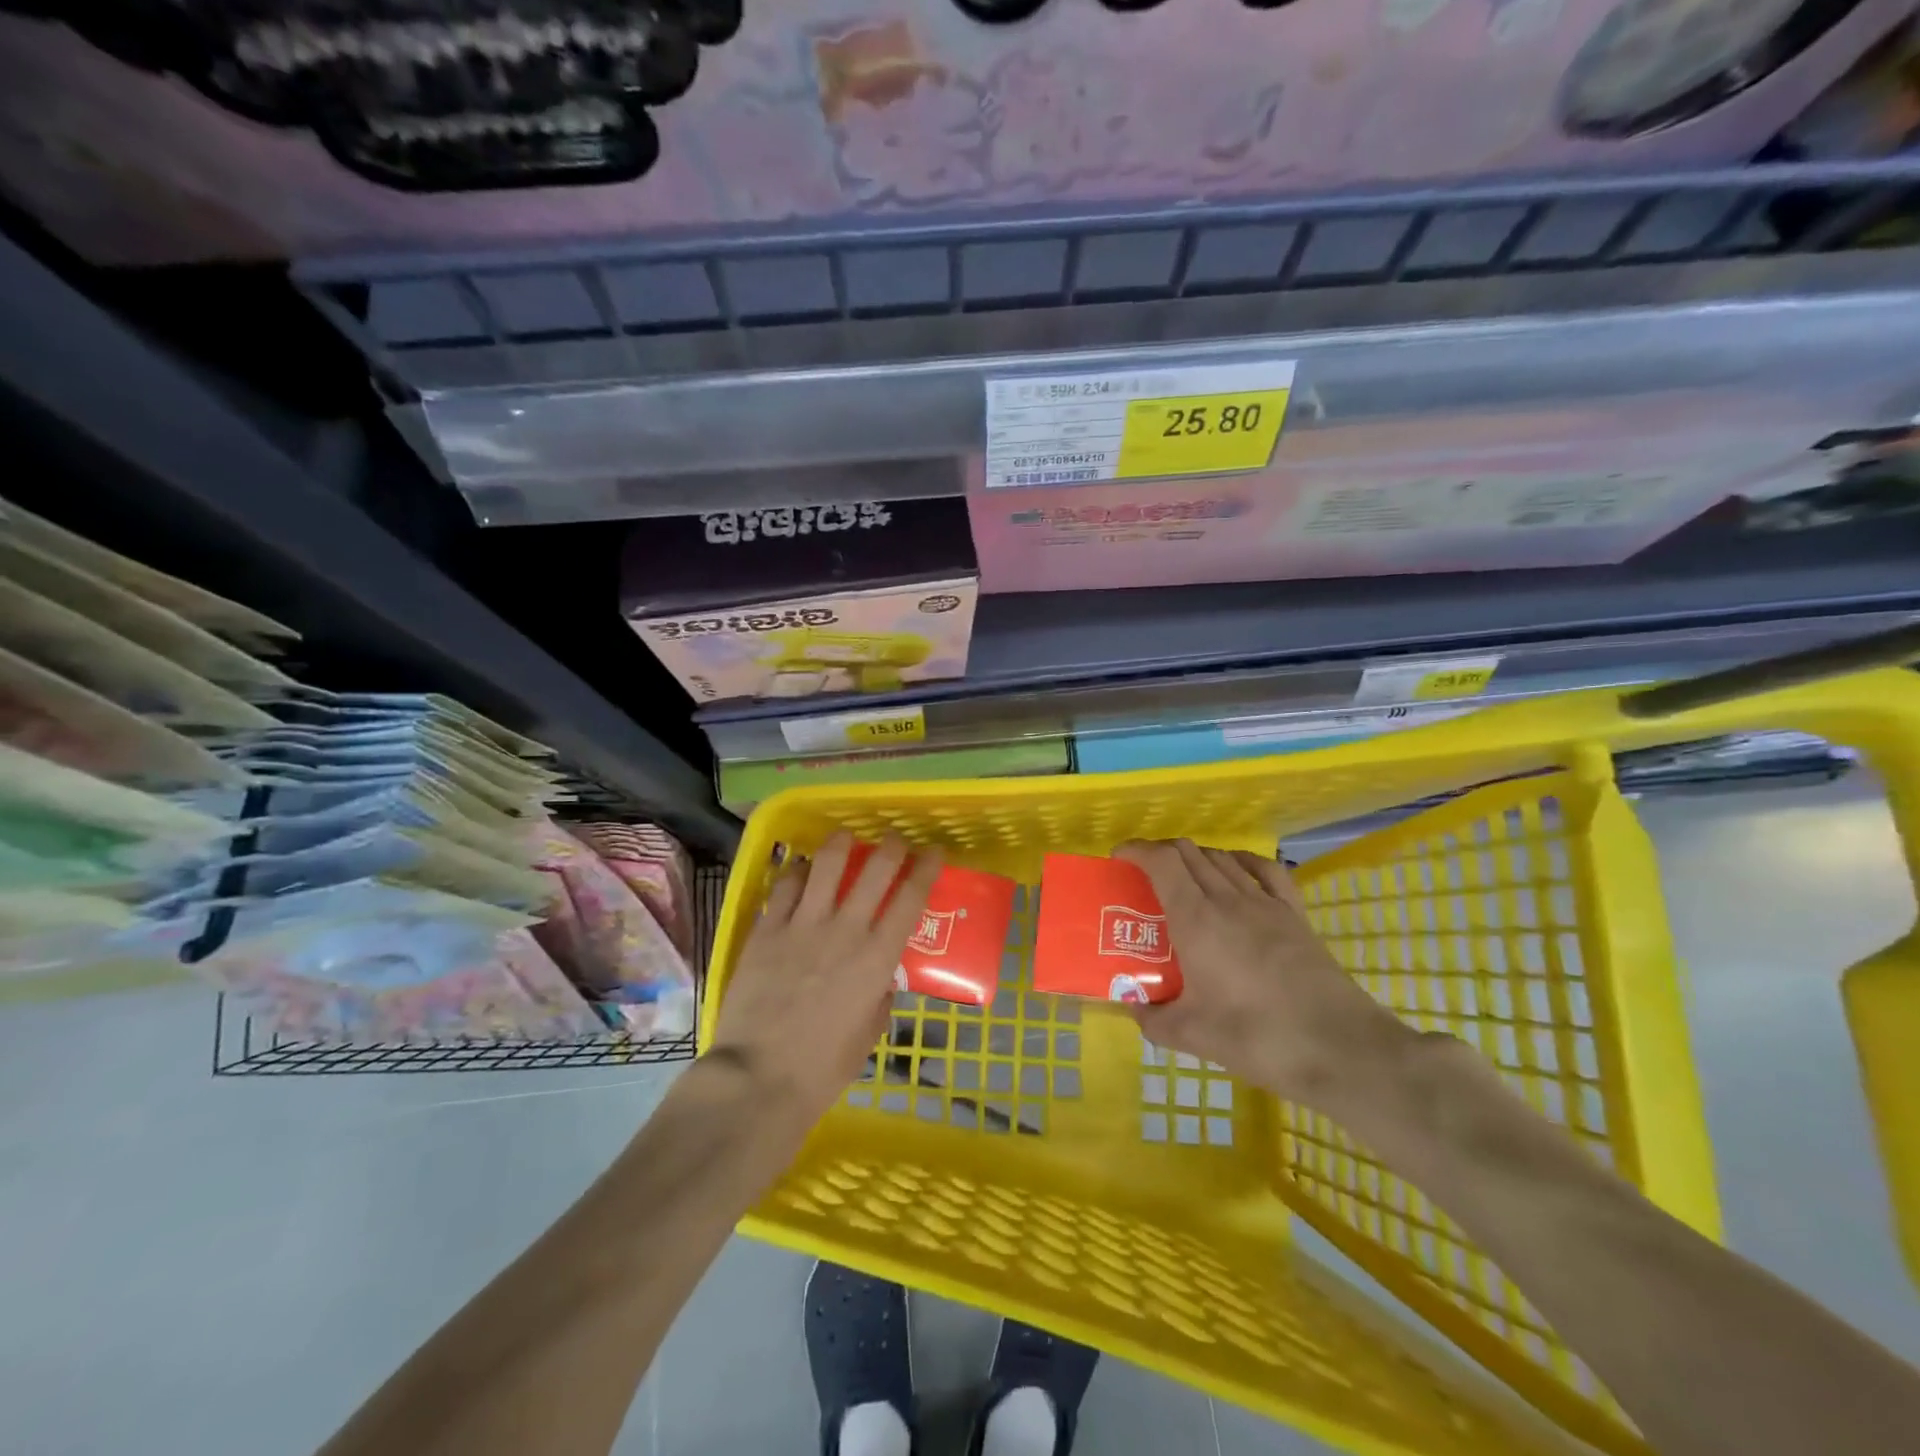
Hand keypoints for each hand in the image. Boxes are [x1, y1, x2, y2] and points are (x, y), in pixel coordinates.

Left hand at [709, 831, 942, 1131]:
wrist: (759, 1077)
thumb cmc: (823, 1067)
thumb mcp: (869, 1033)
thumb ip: (880, 995)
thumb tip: (880, 978)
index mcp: (877, 957)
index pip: (910, 898)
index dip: (926, 868)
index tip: (934, 852)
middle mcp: (845, 930)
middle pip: (874, 869)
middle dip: (891, 846)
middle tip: (894, 840)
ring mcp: (803, 925)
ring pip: (826, 864)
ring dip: (841, 843)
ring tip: (845, 837)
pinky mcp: (767, 929)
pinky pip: (785, 886)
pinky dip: (797, 871)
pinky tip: (801, 870)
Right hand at [1114, 839, 1409, 1110]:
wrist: (1340, 1049)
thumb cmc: (1257, 1038)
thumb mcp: (1191, 1036)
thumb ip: (1152, 1018)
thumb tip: (1133, 1005)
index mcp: (1196, 919)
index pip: (1162, 861)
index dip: (1136, 850)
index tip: (1118, 858)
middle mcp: (1228, 899)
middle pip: (1189, 852)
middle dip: (1160, 853)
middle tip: (1143, 875)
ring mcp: (1266, 903)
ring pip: (1222, 858)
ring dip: (1195, 857)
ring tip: (1183, 879)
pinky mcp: (1295, 915)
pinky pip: (1264, 869)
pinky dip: (1240, 860)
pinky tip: (1235, 871)